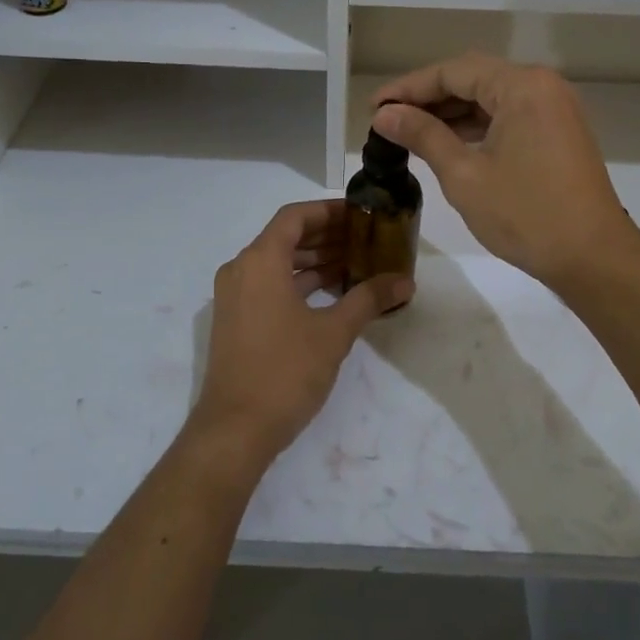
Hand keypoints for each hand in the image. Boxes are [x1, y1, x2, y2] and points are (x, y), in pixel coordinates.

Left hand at [189, 200, 411, 469]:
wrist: (235, 429)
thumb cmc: (285, 371)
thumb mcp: (334, 332)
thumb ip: (369, 299)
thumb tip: (405, 281)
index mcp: (260, 261)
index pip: (295, 217)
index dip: (329, 211)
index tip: (361, 215)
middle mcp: (241, 270)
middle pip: (285, 237)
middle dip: (326, 236)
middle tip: (366, 239)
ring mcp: (235, 296)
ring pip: (278, 263)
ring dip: (314, 260)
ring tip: (356, 263)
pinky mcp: (236, 320)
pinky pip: (269, 285)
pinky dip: (299, 282)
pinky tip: (332, 293)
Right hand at [371, 54, 639, 292]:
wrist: (593, 258)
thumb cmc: (526, 215)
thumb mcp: (464, 175)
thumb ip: (423, 136)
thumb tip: (385, 114)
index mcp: (522, 86)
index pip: (453, 72)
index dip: (409, 87)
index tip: (373, 107)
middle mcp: (542, 86)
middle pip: (474, 79)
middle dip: (428, 98)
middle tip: (387, 119)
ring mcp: (555, 109)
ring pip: (491, 98)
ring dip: (452, 113)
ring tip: (410, 132)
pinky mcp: (559, 132)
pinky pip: (509, 116)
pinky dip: (477, 126)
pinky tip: (448, 143)